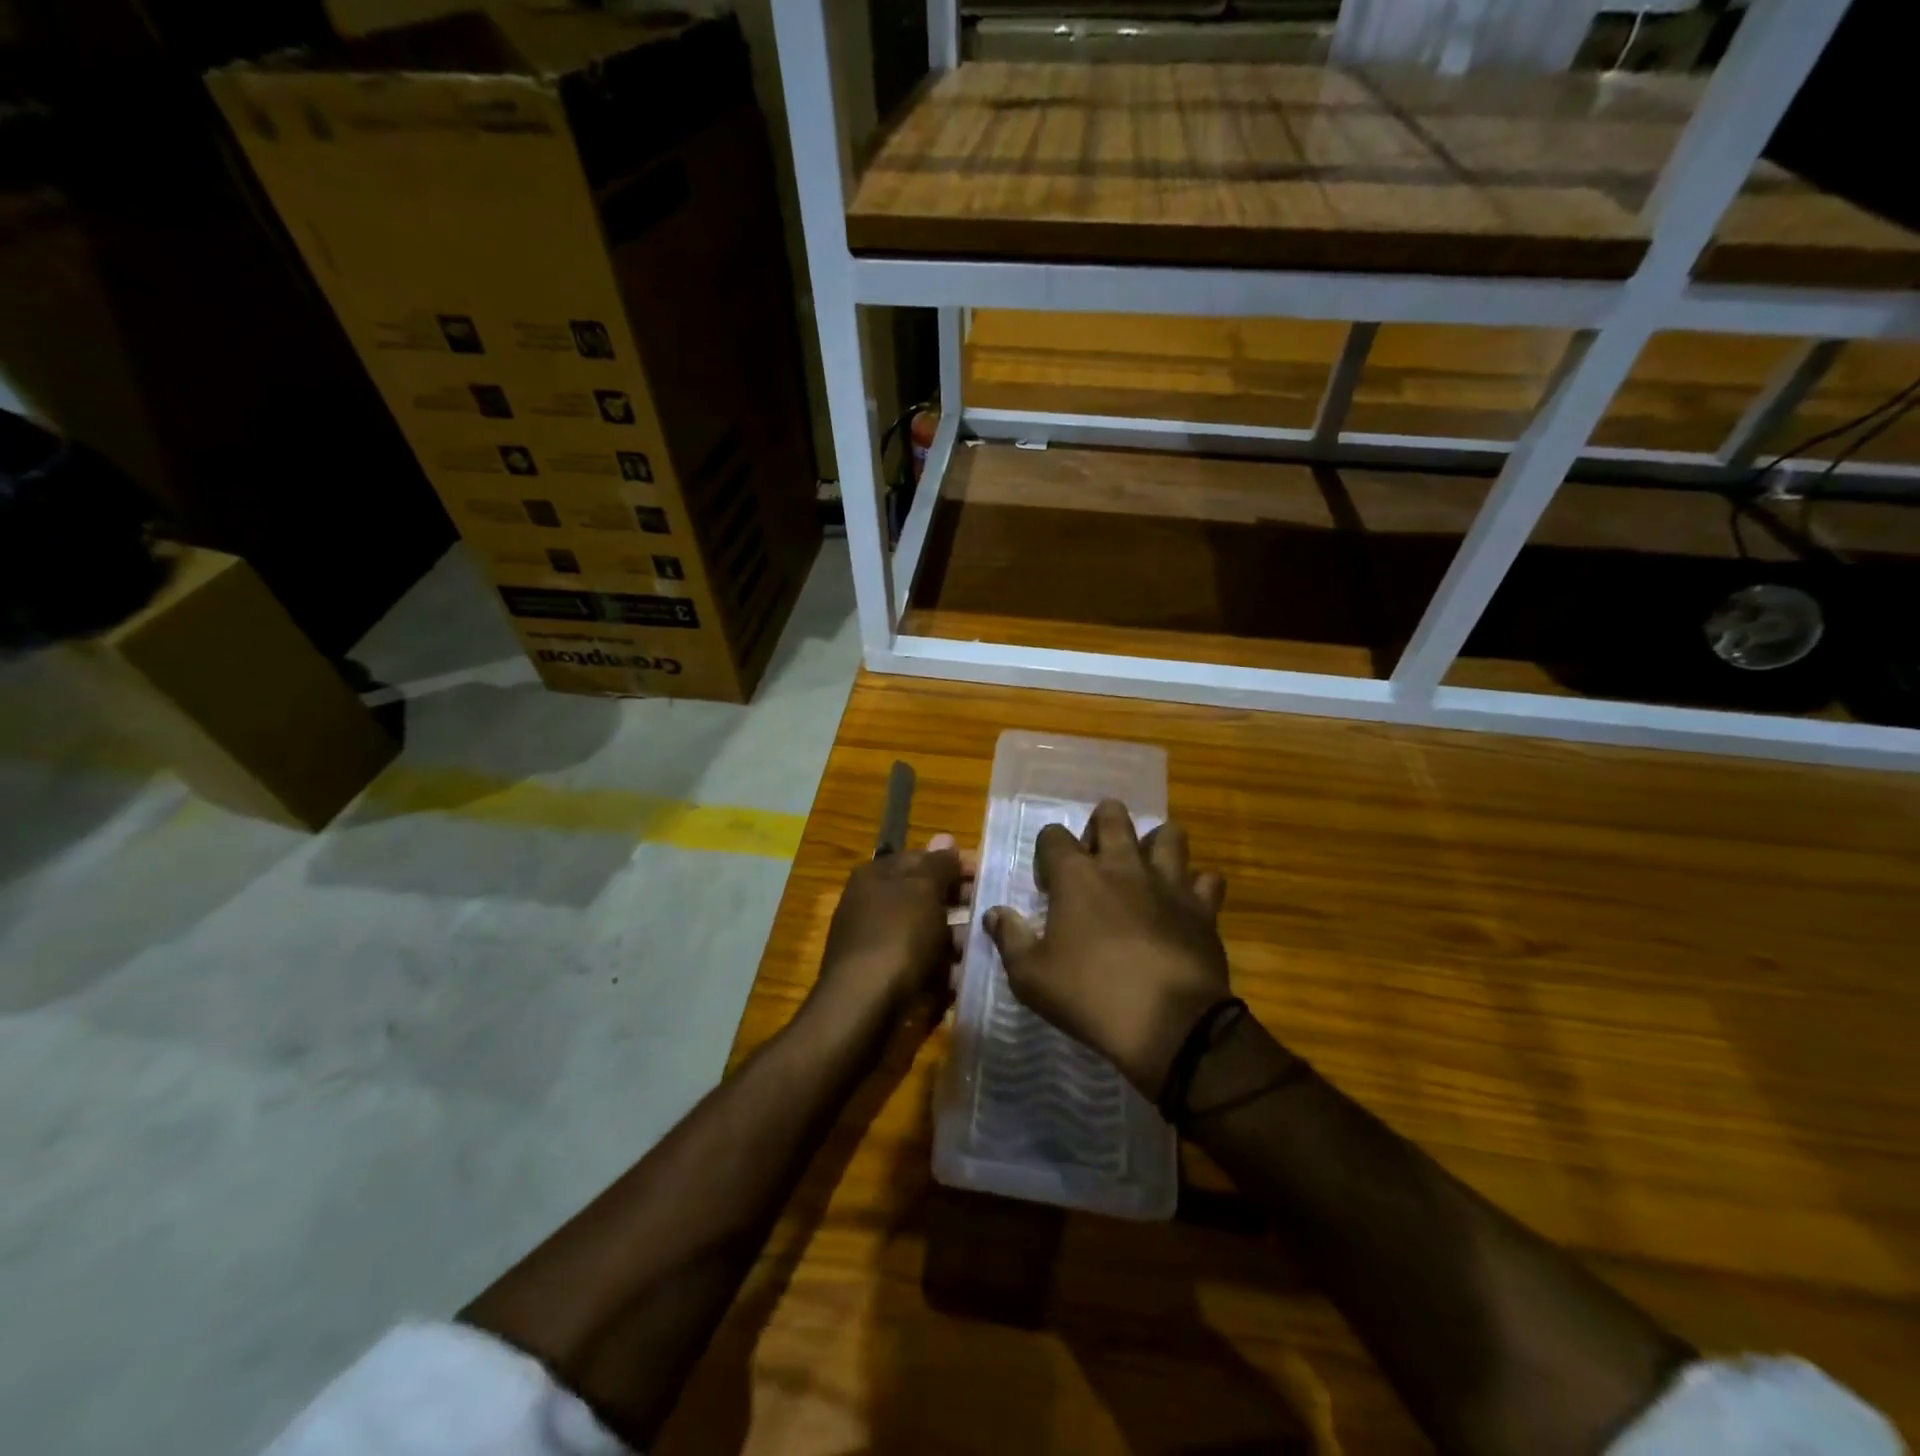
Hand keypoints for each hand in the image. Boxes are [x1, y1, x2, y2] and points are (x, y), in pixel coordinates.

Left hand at [813, 834, 973, 1030]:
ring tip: (989, 944)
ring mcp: (878, 943)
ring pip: (927, 932)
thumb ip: (937, 864)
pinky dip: (944, 968)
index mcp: (876, 877)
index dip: (955, 863)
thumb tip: (945, 838)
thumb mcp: (922, 890)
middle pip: (924, 895)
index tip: (990, 875)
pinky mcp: (886, 978)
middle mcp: (872, 905)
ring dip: (957, 937)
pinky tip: (968, 975)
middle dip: (960, 902)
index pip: (921, 858)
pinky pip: (922, 964)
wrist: (863, 1010)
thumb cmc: (896, 937)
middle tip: (995, 911)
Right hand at [986, 800, 1228, 1098]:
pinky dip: (1197, 886)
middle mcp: (1123, 865)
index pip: (1053, 835)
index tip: (1048, 886)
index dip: (1046, 854)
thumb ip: (1009, 938)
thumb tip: (993, 913)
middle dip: (1101, 825)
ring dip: (1154, 844)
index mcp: (1077, 876)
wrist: (1170, 1025)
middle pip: (1113, 815)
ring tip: (1144, 869)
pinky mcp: (1202, 907)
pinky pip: (1208, 879)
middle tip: (1095, 859)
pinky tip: (1185, 904)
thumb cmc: (1090, 996)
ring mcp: (1167, 882)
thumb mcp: (1030, 976)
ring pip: (1168, 834)